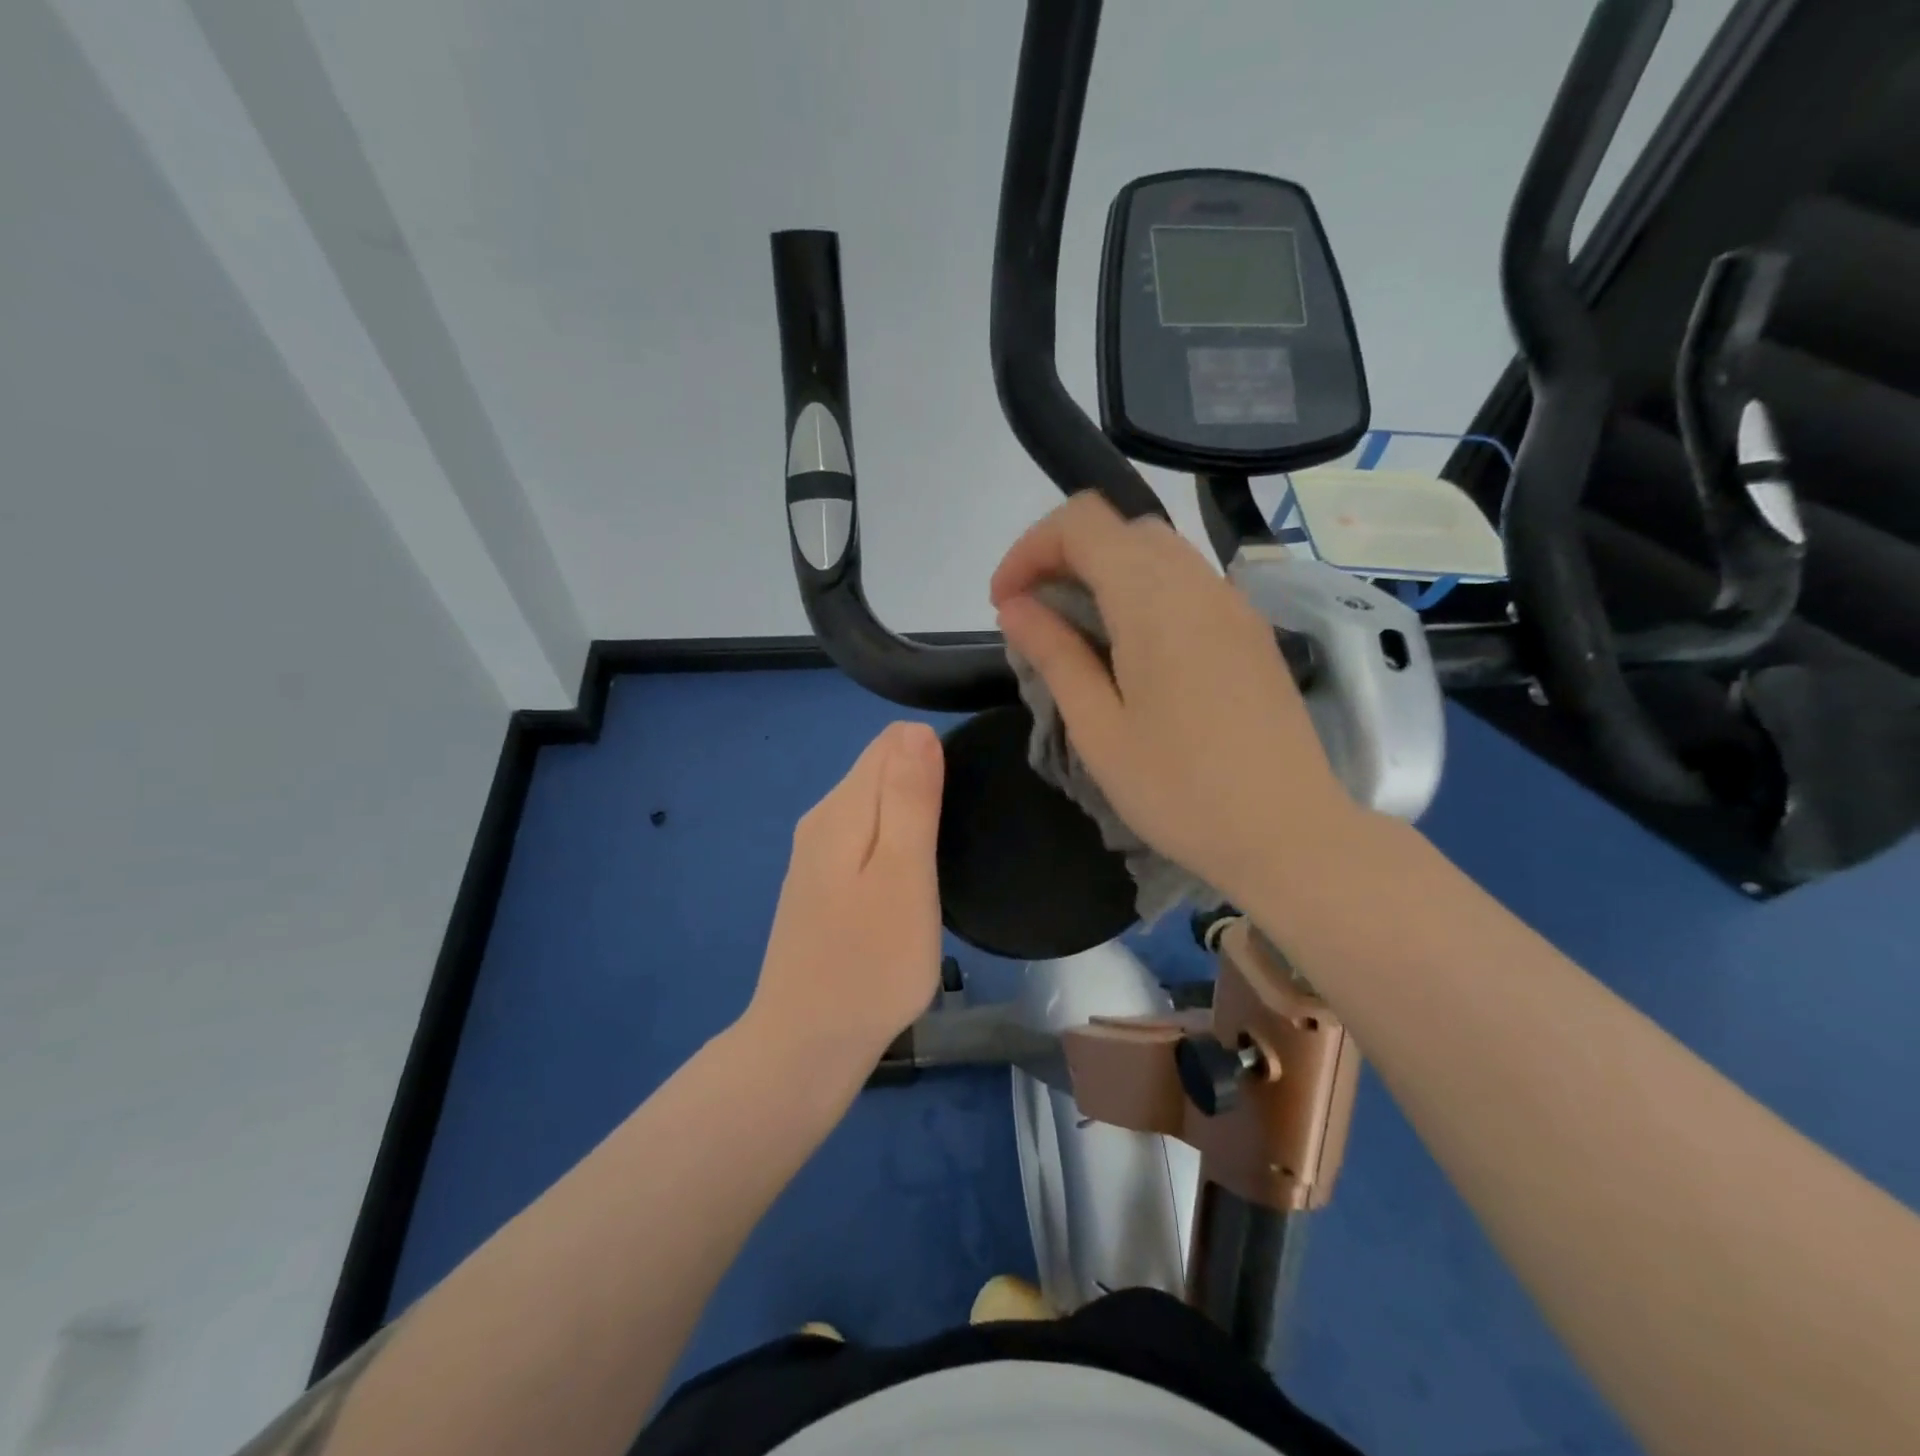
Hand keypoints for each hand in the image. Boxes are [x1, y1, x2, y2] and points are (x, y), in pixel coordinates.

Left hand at [741, 721, 945, 1083]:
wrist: (808, 1045)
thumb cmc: (871, 962)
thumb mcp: (903, 874)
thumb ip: (909, 798)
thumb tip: (916, 729)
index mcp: (840, 808)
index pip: (891, 742)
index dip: (934, 757)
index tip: (961, 801)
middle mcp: (821, 819)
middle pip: (880, 769)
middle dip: (923, 784)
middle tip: (958, 836)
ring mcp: (815, 855)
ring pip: (874, 806)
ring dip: (911, 817)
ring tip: (942, 858)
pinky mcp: (820, 886)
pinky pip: (864, 839)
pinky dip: (893, 845)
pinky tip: (910, 881)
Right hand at [991, 492, 1359, 907]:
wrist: (1290, 834)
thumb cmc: (1181, 790)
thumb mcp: (1099, 729)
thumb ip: (1055, 655)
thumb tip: (1016, 607)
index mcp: (1154, 599)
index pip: (1082, 522)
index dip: (1030, 550)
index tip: (1005, 605)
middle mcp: (1198, 583)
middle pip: (1120, 529)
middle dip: (1064, 557)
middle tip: (1036, 618)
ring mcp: (1233, 604)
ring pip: (1156, 552)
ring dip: (1105, 575)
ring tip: (1078, 635)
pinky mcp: (1250, 631)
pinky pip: (1187, 584)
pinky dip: (1143, 594)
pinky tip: (1132, 653)